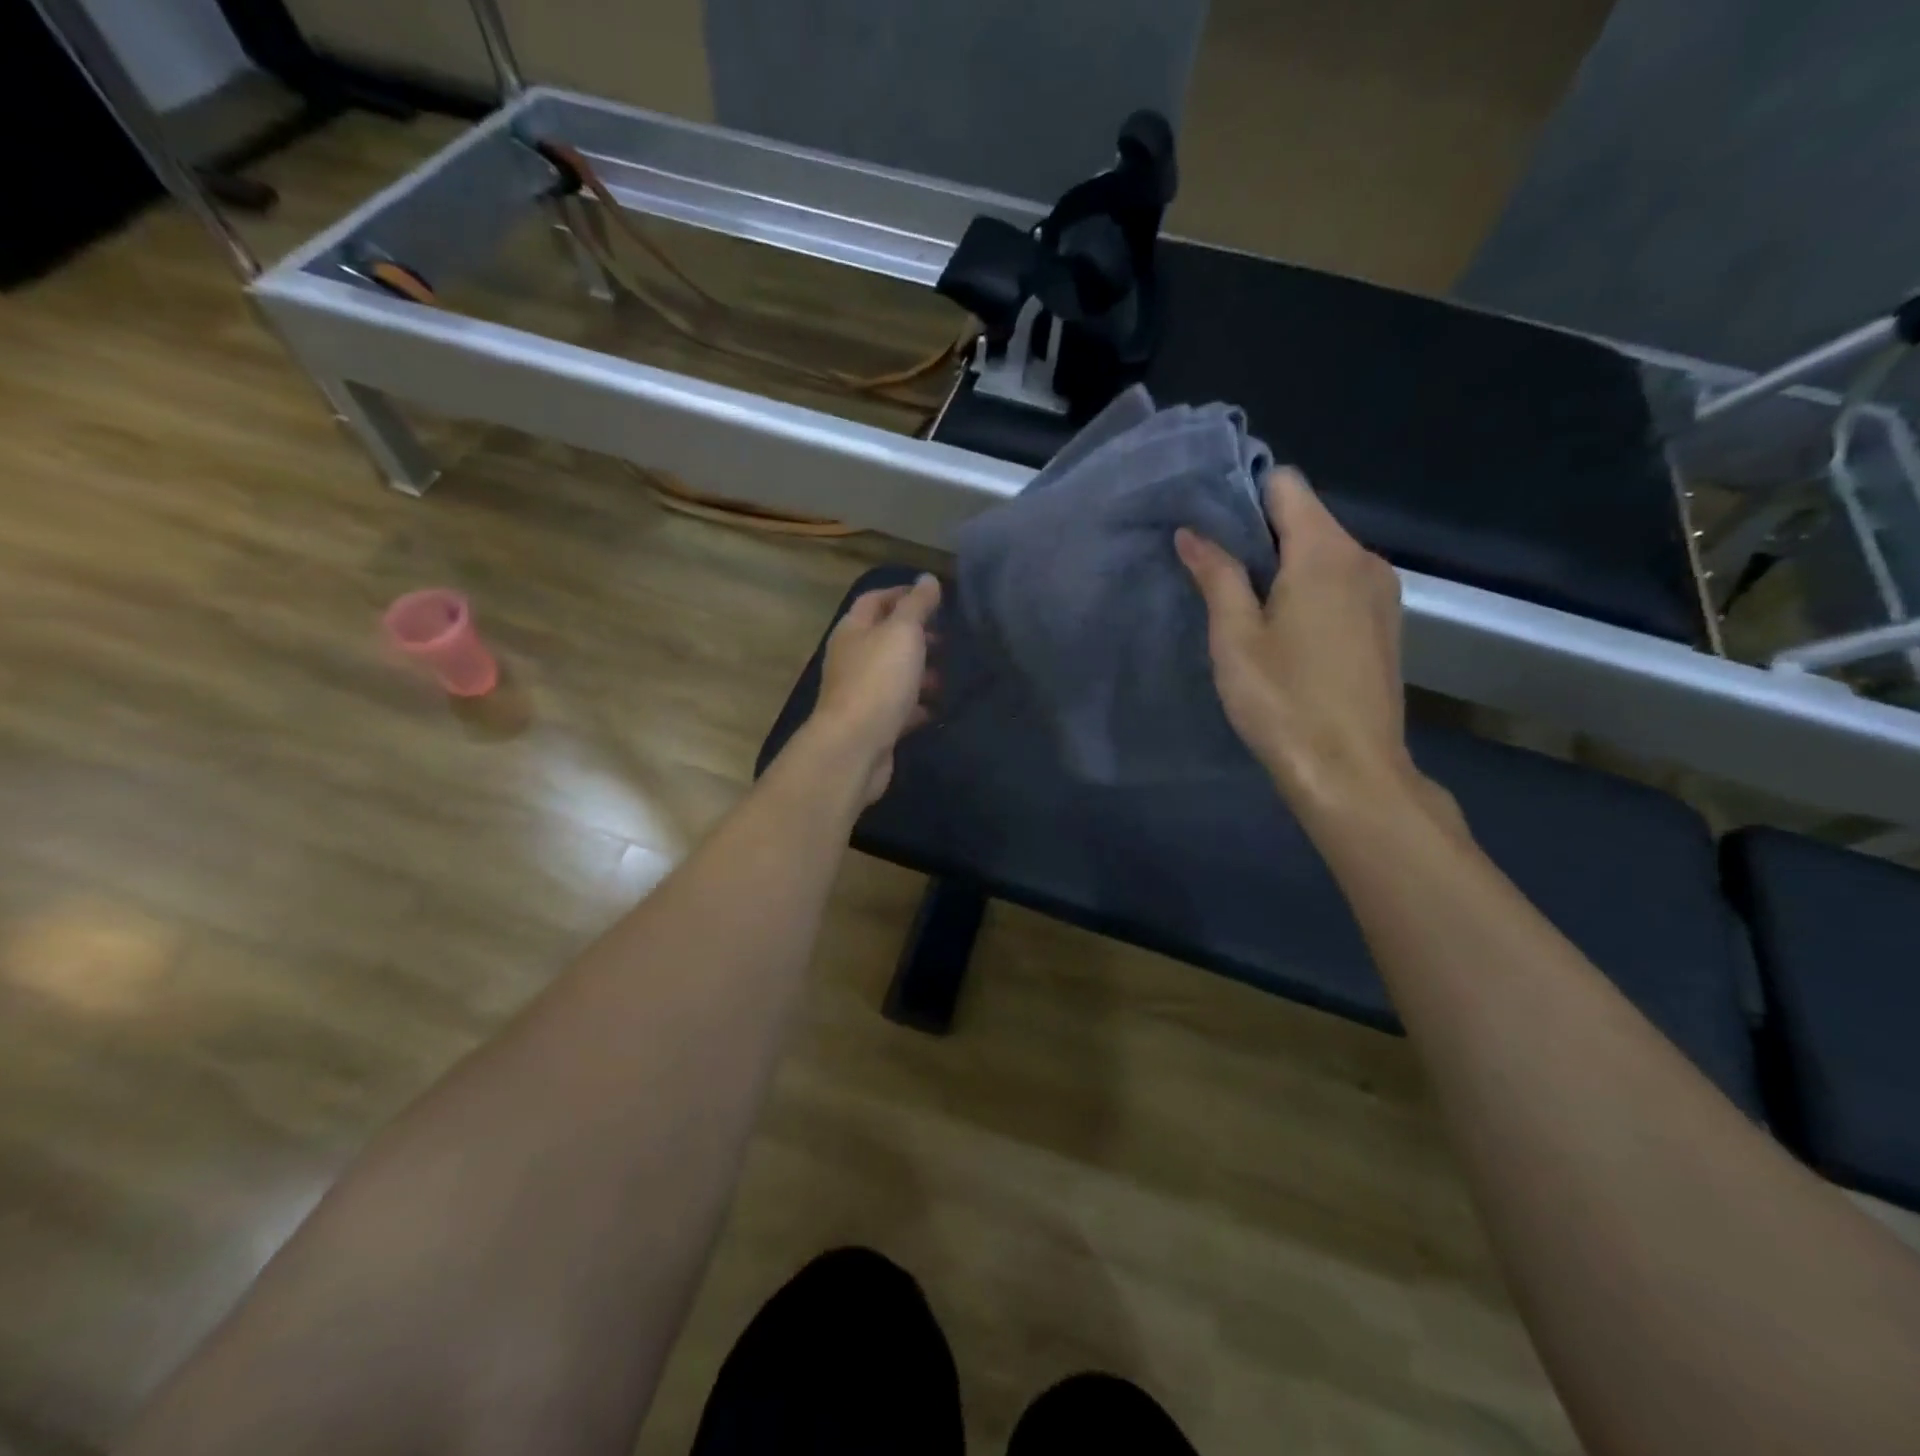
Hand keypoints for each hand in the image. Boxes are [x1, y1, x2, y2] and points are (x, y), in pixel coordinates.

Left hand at [811, 574, 941, 804]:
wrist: (855, 747)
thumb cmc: (878, 681)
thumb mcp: (902, 633)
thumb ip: (916, 606)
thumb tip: (927, 579)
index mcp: (853, 630)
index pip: (875, 600)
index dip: (903, 594)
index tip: (936, 598)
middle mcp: (852, 658)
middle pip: (886, 638)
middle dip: (918, 636)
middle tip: (951, 638)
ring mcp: (861, 693)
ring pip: (896, 674)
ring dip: (922, 672)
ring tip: (953, 673)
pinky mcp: (874, 724)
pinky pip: (901, 708)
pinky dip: (920, 706)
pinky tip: (942, 707)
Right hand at [1176, 469, 1425, 821]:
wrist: (1351, 771)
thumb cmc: (1284, 701)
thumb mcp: (1235, 638)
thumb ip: (1217, 576)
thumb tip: (1191, 533)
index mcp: (1325, 552)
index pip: (1286, 485)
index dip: (1243, 493)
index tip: (1206, 522)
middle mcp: (1363, 558)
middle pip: (1306, 517)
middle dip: (1259, 533)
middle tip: (1212, 568)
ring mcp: (1382, 591)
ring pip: (1324, 552)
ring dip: (1283, 564)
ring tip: (1243, 602)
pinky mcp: (1386, 623)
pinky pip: (1341, 582)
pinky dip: (1309, 589)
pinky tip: (1284, 629)